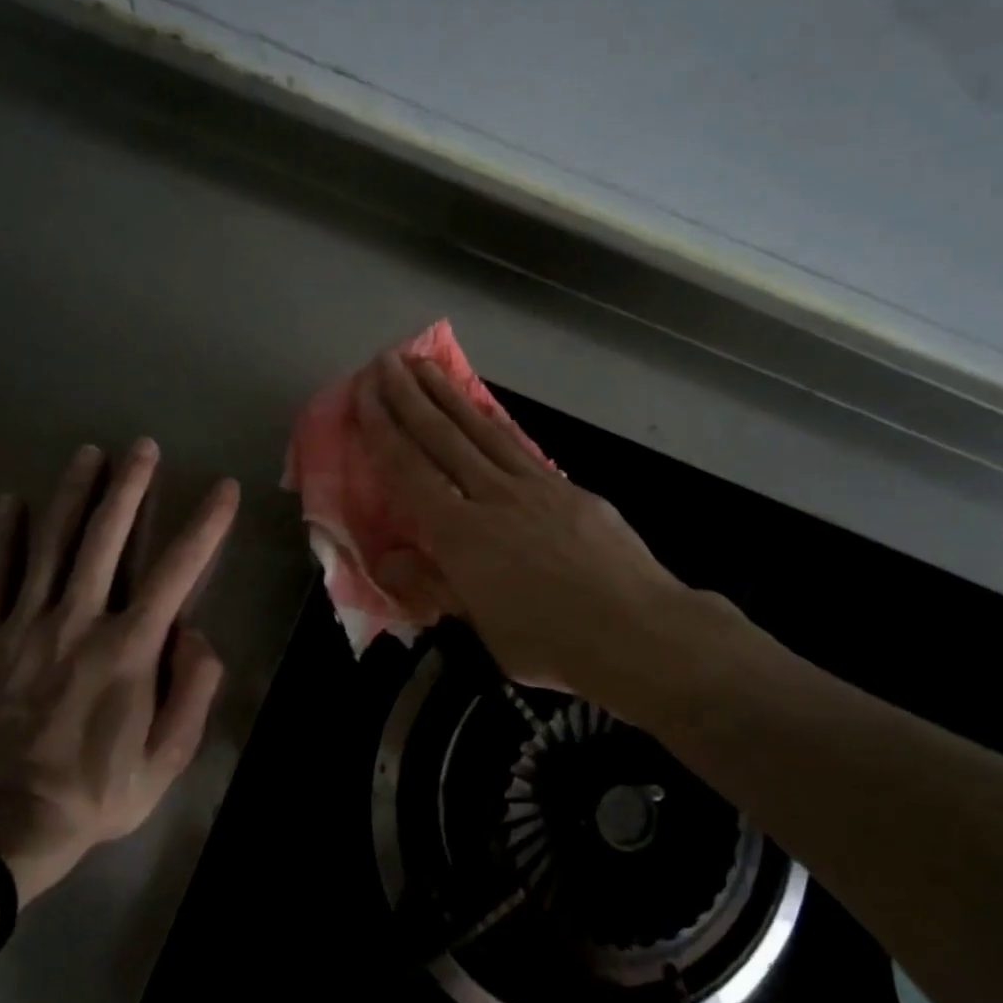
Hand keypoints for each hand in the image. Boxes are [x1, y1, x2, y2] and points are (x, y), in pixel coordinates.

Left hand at [0, 440, 238, 903]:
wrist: (5, 826)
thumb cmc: (99, 791)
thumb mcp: (170, 754)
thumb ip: (193, 686)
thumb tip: (194, 632)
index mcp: (130, 647)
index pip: (177, 570)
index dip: (205, 525)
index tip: (222, 488)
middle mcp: (80, 622)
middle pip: (107, 539)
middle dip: (130, 488)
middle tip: (143, 447)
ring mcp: (26, 627)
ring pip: (52, 546)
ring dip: (74, 495)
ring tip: (89, 454)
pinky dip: (5, 538)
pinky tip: (11, 502)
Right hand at [358, 354, 745, 708]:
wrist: (637, 629)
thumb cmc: (551, 642)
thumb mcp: (483, 628)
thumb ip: (434, 587)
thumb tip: (388, 561)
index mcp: (462, 534)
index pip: (411, 471)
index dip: (384, 430)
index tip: (365, 394)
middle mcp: (493, 496)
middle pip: (443, 437)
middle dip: (410, 396)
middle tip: (386, 361)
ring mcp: (535, 486)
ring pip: (482, 430)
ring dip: (449, 396)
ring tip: (426, 367)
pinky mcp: (568, 488)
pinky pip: (519, 446)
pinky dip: (494, 422)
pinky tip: (486, 412)